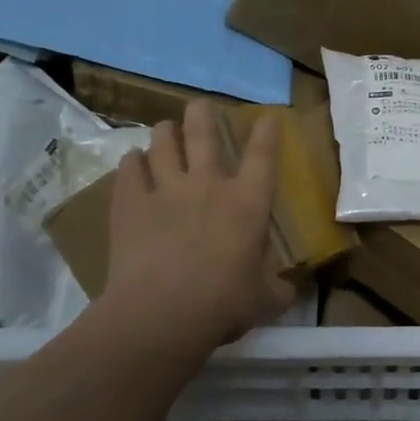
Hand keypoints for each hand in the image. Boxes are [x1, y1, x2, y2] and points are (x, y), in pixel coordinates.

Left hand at [99, 99, 295, 355]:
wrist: (160, 314)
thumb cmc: (224, 303)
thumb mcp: (265, 300)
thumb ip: (279, 289)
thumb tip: (291, 289)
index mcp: (248, 202)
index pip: (263, 156)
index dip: (267, 133)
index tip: (268, 117)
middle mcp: (208, 185)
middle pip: (203, 135)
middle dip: (202, 115)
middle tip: (200, 106)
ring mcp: (165, 191)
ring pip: (163, 144)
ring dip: (165, 133)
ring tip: (165, 130)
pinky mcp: (129, 205)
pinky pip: (129, 171)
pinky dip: (132, 162)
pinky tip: (133, 160)